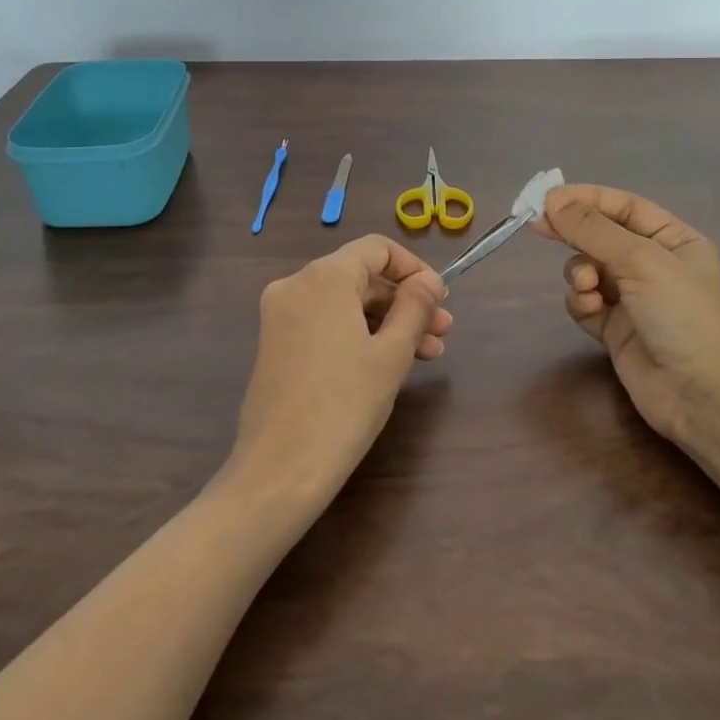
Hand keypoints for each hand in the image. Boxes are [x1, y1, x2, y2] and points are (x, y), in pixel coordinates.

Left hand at [229, 235, 452, 506]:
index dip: (414, 268)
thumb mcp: (391, 353)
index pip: (377, 249)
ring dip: (387, 321)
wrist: (280, 470)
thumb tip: (429, 281)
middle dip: (405, 301)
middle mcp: (296, 284)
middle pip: (361, 276)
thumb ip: (415, 307)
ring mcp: (281, 315)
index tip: (441, 299)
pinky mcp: (276, 343)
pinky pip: (326, 323)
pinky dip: (358, 333)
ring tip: (428, 354)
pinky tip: (389, 362)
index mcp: (324, 276)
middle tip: (443, 331)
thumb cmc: (344, 405)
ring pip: (345, 303)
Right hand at [531, 184, 719, 442]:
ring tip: (587, 287)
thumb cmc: (683, 316)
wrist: (702, 396)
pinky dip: (581, 302)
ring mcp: (633, 298)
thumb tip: (552, 201)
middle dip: (573, 233)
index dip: (586, 198)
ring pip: (587, 268)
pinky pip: (585, 302)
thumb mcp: (641, 262)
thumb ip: (594, 230)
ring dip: (580, 273)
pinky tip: (590, 310)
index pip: (623, 207)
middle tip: (536, 225)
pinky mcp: (614, 329)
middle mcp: (653, 265)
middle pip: (601, 235)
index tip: (547, 198)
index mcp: (673, 240)